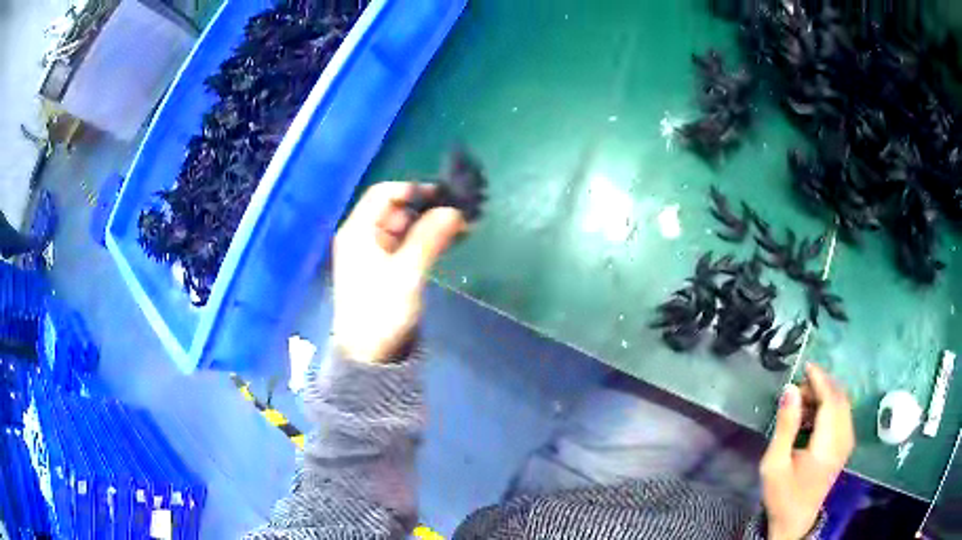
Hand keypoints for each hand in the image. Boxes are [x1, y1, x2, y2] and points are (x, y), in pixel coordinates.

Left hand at [331, 182, 465, 362]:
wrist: (369, 355)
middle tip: (459, 214)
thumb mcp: (407, 273)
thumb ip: (429, 238)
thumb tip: (454, 210)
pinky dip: (425, 240)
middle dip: (426, 208)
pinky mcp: (384, 268)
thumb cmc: (382, 311)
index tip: (444, 196)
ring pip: (404, 227)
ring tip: (460, 228)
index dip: (413, 189)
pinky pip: (406, 244)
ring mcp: (373, 252)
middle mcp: (363, 236)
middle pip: (395, 209)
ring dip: (429, 224)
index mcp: (358, 231)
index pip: (384, 193)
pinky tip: (448, 241)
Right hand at [760, 363, 854, 539]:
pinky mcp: (846, 444)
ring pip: (843, 403)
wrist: (796, 519)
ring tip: (802, 403)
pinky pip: (843, 413)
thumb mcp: (775, 464)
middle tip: (797, 390)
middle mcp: (843, 439)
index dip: (820, 380)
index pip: (831, 401)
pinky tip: (812, 415)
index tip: (805, 366)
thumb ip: (785, 426)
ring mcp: (847, 442)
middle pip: (840, 398)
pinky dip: (829, 405)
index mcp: (827, 446)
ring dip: (825, 394)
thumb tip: (790, 389)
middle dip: (821, 385)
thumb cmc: (782, 494)